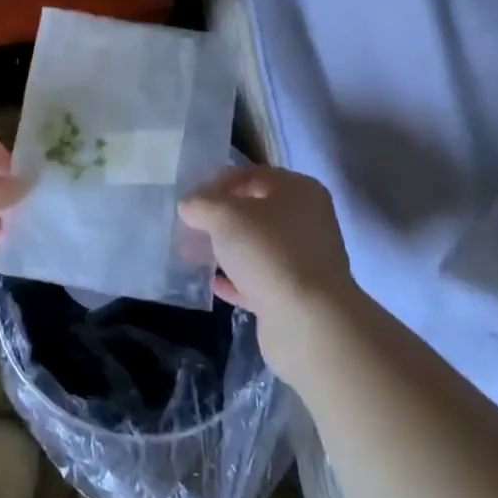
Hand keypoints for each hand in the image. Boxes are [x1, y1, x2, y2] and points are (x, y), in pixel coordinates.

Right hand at [178, 166, 364, 380]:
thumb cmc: (268, 253)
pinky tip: (212, 282)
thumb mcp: (225, 216)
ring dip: (227, 248)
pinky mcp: (296, 294)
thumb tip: (189, 205)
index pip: (252, 174)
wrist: (308, 322)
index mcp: (299, 191)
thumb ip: (201, 204)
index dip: (218, 182)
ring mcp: (304, 259)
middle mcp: (307, 221)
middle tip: (188, 225)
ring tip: (192, 252)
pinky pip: (259, 278)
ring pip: (257, 246)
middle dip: (220, 217)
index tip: (190, 197)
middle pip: (255, 210)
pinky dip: (236, 279)